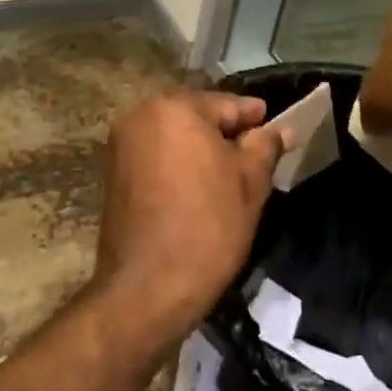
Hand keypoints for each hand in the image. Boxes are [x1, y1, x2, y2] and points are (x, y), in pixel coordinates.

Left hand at [91, 91, 283, 350]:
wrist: (149, 286)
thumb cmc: (208, 226)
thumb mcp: (250, 183)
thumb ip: (264, 146)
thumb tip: (278, 130)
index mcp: (174, 108)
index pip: (225, 104)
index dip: (254, 116)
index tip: (275, 124)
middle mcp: (140, 116)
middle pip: (195, 116)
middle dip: (225, 132)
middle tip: (256, 151)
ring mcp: (121, 145)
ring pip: (173, 136)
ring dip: (200, 148)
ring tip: (231, 171)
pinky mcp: (113, 173)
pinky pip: (156, 156)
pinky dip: (178, 163)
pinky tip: (200, 185)